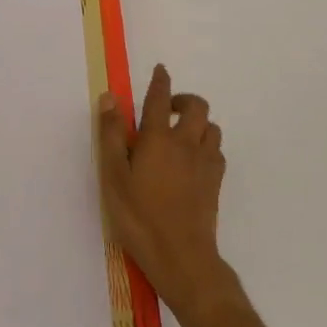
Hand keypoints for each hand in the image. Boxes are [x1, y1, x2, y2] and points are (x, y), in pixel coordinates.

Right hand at [98, 64, 243, 326]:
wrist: (182, 257)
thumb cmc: (139, 217)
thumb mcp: (114, 177)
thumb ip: (111, 136)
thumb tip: (109, 98)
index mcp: (157, 138)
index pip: (159, 98)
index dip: (160, 80)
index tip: (160, 69)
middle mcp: (186, 142)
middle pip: (196, 106)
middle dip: (183, 99)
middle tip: (167, 108)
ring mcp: (205, 162)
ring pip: (211, 126)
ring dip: (198, 122)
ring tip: (181, 133)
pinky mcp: (216, 182)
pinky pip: (217, 150)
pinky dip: (207, 145)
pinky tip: (194, 159)